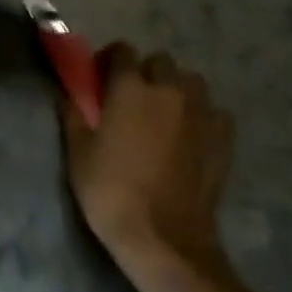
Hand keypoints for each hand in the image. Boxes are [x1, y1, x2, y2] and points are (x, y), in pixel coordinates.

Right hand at [62, 45, 234, 274]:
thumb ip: (73, 114)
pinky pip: (214, 111)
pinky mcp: (222, 139)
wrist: (164, 242)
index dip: (110, 60)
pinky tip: (192, 134)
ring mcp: (200, 113)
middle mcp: (168, 89)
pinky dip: (203, 115)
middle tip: (132, 98)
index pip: (122, 50)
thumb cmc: (112, 193)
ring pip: (190, 81)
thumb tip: (70, 92)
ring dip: (176, 88)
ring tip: (164, 113)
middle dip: (145, 72)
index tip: (101, 79)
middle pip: (159, 61)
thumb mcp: (78, 153)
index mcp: (131, 87)